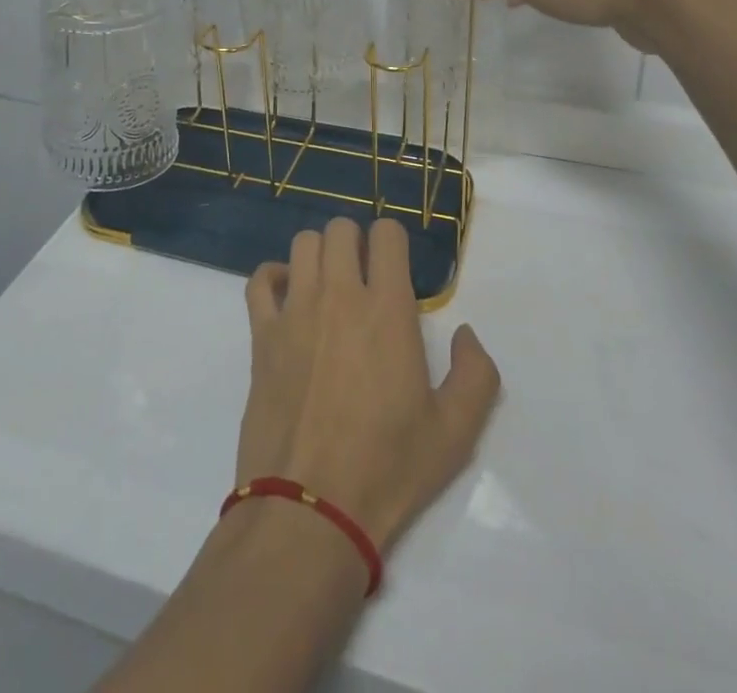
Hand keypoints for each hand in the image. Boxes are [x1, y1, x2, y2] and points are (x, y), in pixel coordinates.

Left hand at [237, 218, 500, 551]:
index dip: (394, 242)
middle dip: (356, 242)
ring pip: (303, 243)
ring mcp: (295, 311)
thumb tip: (466, 333)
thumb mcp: (455, 432)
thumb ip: (476, 374)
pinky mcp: (262, 334)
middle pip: (341, 229)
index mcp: (387, 309)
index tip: (397, 268)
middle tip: (365, 276)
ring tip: (329, 285)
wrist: (311, 508)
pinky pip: (260, 280)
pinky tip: (289, 297)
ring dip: (320, 254)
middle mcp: (339, 295)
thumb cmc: (388, 468)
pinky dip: (274, 277)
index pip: (386, 234)